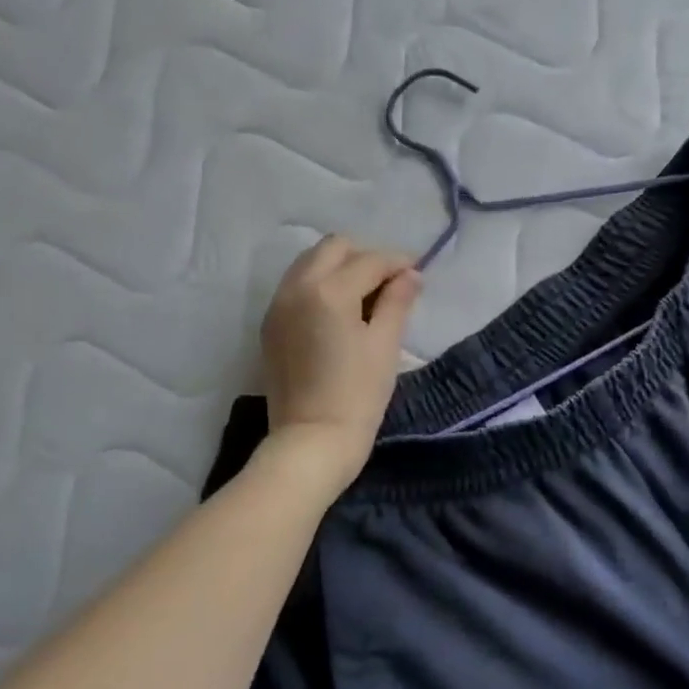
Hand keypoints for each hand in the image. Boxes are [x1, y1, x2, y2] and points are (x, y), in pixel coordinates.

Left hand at [260, 235, 419, 492]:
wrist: (312, 441)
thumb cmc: (357, 395)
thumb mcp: (385, 345)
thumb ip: (397, 302)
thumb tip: (410, 275)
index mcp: (328, 291)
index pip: (369, 260)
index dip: (397, 262)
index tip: (417, 272)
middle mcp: (296, 288)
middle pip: (333, 248)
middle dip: (365, 256)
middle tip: (391, 281)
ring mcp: (278, 306)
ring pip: (310, 263)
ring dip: (340, 267)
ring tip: (367, 294)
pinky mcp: (271, 325)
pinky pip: (297, 286)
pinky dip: (321, 285)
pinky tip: (341, 311)